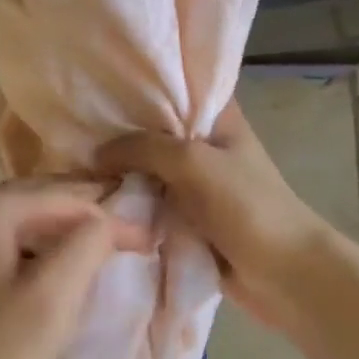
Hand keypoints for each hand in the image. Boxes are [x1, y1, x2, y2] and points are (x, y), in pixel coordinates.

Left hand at [0, 177, 147, 358]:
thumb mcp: (53, 297)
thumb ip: (87, 245)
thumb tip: (107, 220)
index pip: (65, 199)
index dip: (111, 218)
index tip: (151, 239)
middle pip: (41, 201)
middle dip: (87, 217)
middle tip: (133, 233)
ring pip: (25, 222)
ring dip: (64, 233)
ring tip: (104, 246)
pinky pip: (8, 243)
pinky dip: (39, 250)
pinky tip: (58, 268)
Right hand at [97, 104, 342, 330]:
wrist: (285, 276)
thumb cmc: (246, 206)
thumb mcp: (192, 162)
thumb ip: (142, 148)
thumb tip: (96, 154)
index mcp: (217, 116)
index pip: (174, 85)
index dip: (138, 83)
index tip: (96, 82)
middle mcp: (204, 142)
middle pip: (153, 129)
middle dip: (118, 131)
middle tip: (73, 127)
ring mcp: (195, 181)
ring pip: (147, 168)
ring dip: (120, 171)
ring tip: (74, 161)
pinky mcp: (187, 216)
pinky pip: (149, 201)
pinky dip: (128, 201)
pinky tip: (93, 195)